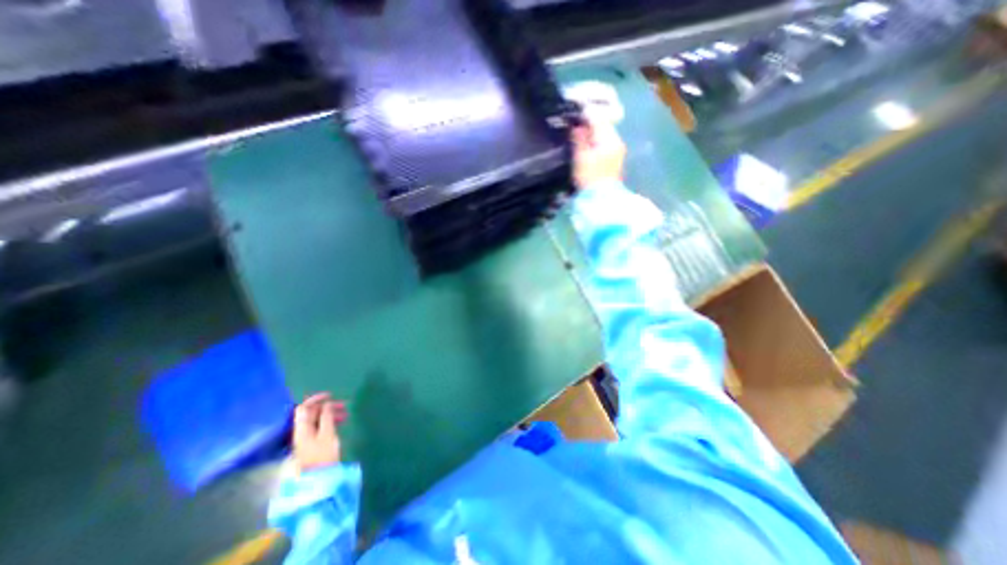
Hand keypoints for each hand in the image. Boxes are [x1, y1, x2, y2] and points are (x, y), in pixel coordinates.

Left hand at [294, 392, 348, 471]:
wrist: (318, 479)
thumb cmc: (323, 455)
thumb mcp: (327, 434)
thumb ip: (326, 417)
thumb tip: (327, 404)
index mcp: (302, 428)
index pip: (304, 408)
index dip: (316, 399)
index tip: (331, 395)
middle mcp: (301, 431)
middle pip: (311, 414)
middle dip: (327, 407)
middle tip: (344, 406)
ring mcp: (306, 438)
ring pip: (317, 420)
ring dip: (330, 414)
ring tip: (345, 414)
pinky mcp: (312, 444)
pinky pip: (320, 427)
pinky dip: (329, 422)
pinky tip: (340, 423)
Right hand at [569, 116, 627, 189]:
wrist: (602, 199)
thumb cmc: (589, 178)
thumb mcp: (580, 157)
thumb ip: (579, 139)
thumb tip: (577, 125)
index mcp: (608, 138)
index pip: (597, 118)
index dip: (585, 115)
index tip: (574, 115)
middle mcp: (617, 141)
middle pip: (603, 125)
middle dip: (591, 123)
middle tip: (576, 125)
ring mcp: (618, 150)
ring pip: (605, 134)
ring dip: (594, 133)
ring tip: (581, 136)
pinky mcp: (617, 159)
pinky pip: (607, 143)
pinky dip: (598, 141)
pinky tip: (590, 147)